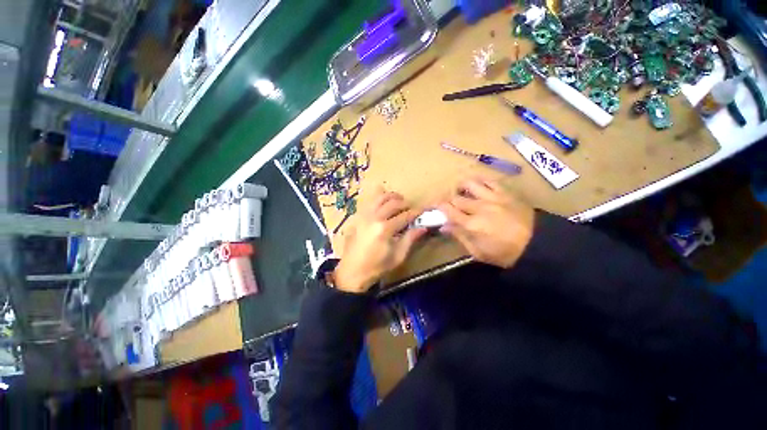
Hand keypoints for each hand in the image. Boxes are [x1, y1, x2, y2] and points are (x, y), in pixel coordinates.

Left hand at [333, 190, 427, 292]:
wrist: (352, 271)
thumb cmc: (377, 267)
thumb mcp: (398, 256)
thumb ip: (410, 239)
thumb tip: (423, 227)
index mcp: (385, 229)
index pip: (405, 215)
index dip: (416, 212)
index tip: (423, 211)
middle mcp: (374, 218)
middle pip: (393, 203)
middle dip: (405, 204)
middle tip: (411, 209)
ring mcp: (364, 215)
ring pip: (380, 197)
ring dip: (392, 197)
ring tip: (399, 202)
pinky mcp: (358, 217)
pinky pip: (370, 202)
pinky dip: (379, 198)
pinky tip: (384, 203)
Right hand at [438, 177, 534, 268]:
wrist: (537, 244)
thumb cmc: (505, 253)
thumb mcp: (478, 252)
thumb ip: (459, 237)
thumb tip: (444, 227)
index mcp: (471, 225)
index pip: (448, 210)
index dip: (439, 206)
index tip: (435, 206)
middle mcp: (479, 208)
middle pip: (456, 198)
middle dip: (449, 200)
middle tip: (449, 203)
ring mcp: (493, 198)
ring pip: (470, 184)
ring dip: (461, 187)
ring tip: (461, 190)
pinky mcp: (505, 193)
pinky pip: (489, 181)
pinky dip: (480, 181)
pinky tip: (477, 184)